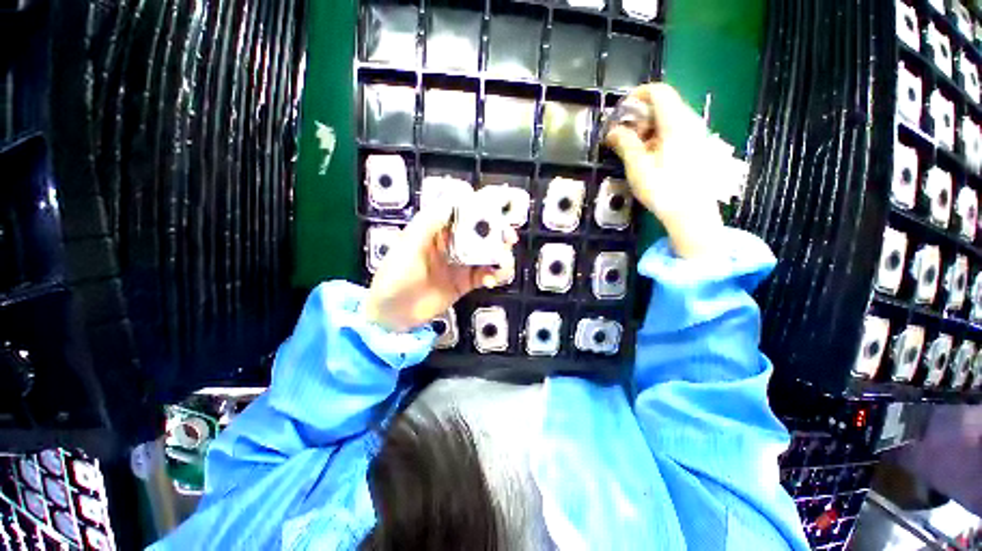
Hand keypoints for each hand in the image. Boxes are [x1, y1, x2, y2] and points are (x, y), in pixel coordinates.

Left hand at [364, 201, 517, 332]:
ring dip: (501, 256)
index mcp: (438, 229)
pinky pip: (486, 275)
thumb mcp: (408, 246)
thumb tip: (453, 199)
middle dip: (498, 232)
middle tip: (509, 238)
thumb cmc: (394, 276)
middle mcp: (453, 243)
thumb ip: (429, 223)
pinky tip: (490, 281)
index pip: (464, 211)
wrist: (392, 313)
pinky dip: (494, 276)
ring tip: (502, 263)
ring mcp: (461, 263)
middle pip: (482, 231)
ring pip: (488, 253)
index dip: (482, 207)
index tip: (498, 209)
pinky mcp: (466, 282)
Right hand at [605, 83, 724, 258]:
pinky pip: (674, 131)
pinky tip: (648, 156)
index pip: (659, 91)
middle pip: (663, 104)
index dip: (637, 95)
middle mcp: (689, 122)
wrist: (691, 213)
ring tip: (633, 149)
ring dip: (647, 127)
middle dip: (639, 115)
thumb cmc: (663, 189)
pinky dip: (657, 136)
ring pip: (668, 118)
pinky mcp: (696, 146)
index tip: (620, 111)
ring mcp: (695, 134)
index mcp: (675, 123)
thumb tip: (612, 131)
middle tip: (623, 136)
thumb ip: (625, 143)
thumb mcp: (638, 166)